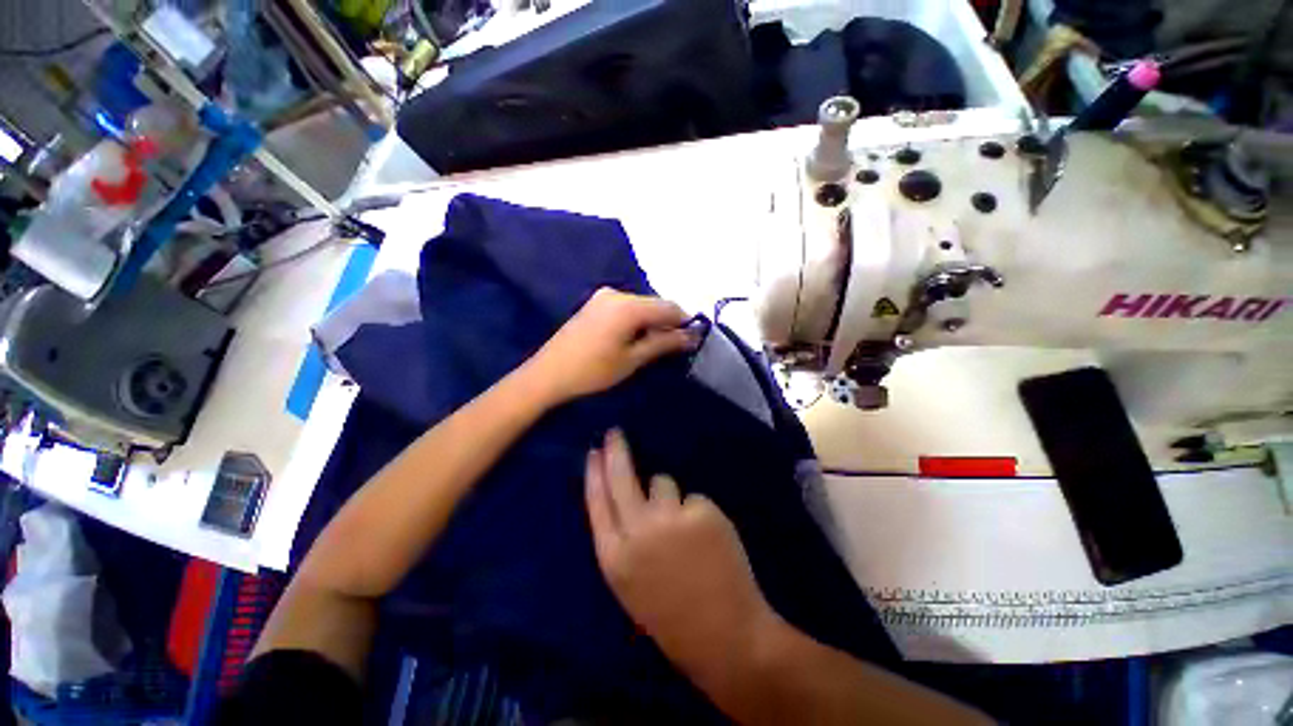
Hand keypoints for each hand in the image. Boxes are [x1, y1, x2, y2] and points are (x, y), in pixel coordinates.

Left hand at [526, 288, 694, 404]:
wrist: (548, 374)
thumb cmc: (593, 370)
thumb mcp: (633, 359)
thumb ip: (664, 343)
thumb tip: (692, 336)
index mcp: (629, 306)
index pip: (669, 307)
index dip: (684, 322)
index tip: (692, 341)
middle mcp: (617, 293)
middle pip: (655, 304)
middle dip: (668, 323)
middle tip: (673, 348)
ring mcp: (604, 296)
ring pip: (641, 306)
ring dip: (652, 322)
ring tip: (653, 346)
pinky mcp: (595, 303)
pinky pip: (627, 307)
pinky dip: (637, 320)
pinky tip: (634, 338)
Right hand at [585, 430, 774, 674]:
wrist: (724, 636)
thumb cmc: (671, 614)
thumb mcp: (630, 582)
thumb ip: (622, 538)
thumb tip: (624, 494)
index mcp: (615, 558)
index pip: (596, 502)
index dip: (594, 473)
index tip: (593, 451)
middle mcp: (637, 533)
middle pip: (621, 478)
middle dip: (616, 451)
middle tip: (615, 432)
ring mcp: (671, 519)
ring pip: (662, 482)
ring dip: (669, 496)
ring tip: (684, 528)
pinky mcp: (701, 512)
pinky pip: (693, 497)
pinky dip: (698, 512)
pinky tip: (707, 539)